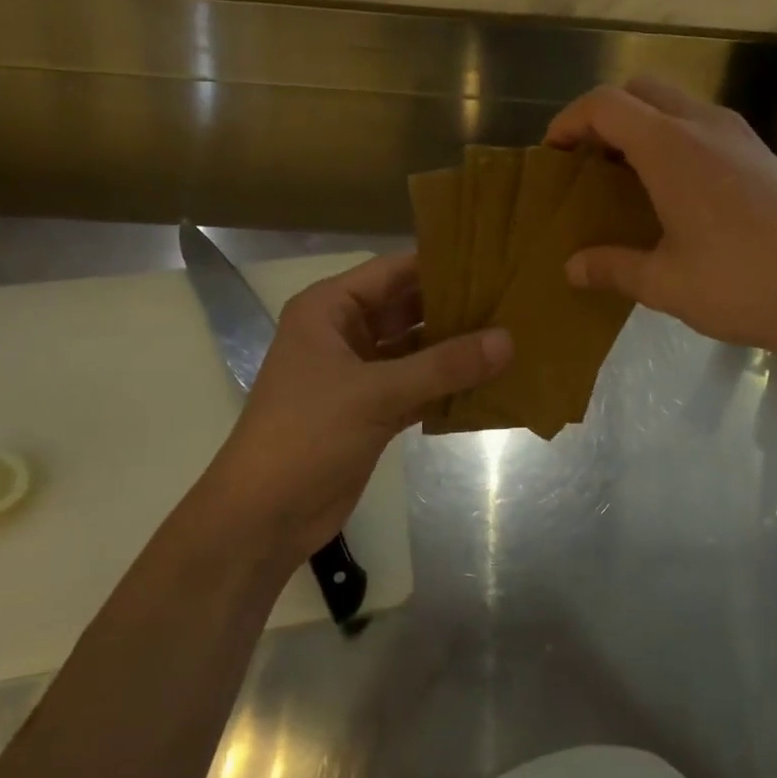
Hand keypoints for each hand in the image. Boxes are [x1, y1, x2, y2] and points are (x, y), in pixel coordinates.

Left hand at [202, 254, 510, 569]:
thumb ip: (443, 365)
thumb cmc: (307, 435)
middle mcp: (345, 334)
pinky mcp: (372, 410)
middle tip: (513, 300)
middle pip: (408, 309)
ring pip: (416, 350)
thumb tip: (508, 340)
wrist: (263, 516)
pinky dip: (448, 386)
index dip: (441, 264)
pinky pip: (418, 387)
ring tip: (512, 336)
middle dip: (456, 307)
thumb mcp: (376, 393)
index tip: (495, 261)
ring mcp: (359, 374)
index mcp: (329, 310)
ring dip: (455, 349)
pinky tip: (491, 382)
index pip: (393, 271)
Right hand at [546, 77, 776, 372]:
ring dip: (643, 126)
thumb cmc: (744, 285)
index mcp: (671, 147)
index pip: (606, 104)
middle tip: (588, 163)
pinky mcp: (762, 156)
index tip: (552, 153)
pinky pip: (704, 127)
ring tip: (625, 178)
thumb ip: (612, 268)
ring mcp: (740, 137)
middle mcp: (705, 126)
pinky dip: (675, 140)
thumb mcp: (666, 284)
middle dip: (605, 116)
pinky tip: (674, 193)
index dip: (570, 120)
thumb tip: (571, 267)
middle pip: (641, 90)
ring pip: (677, 104)